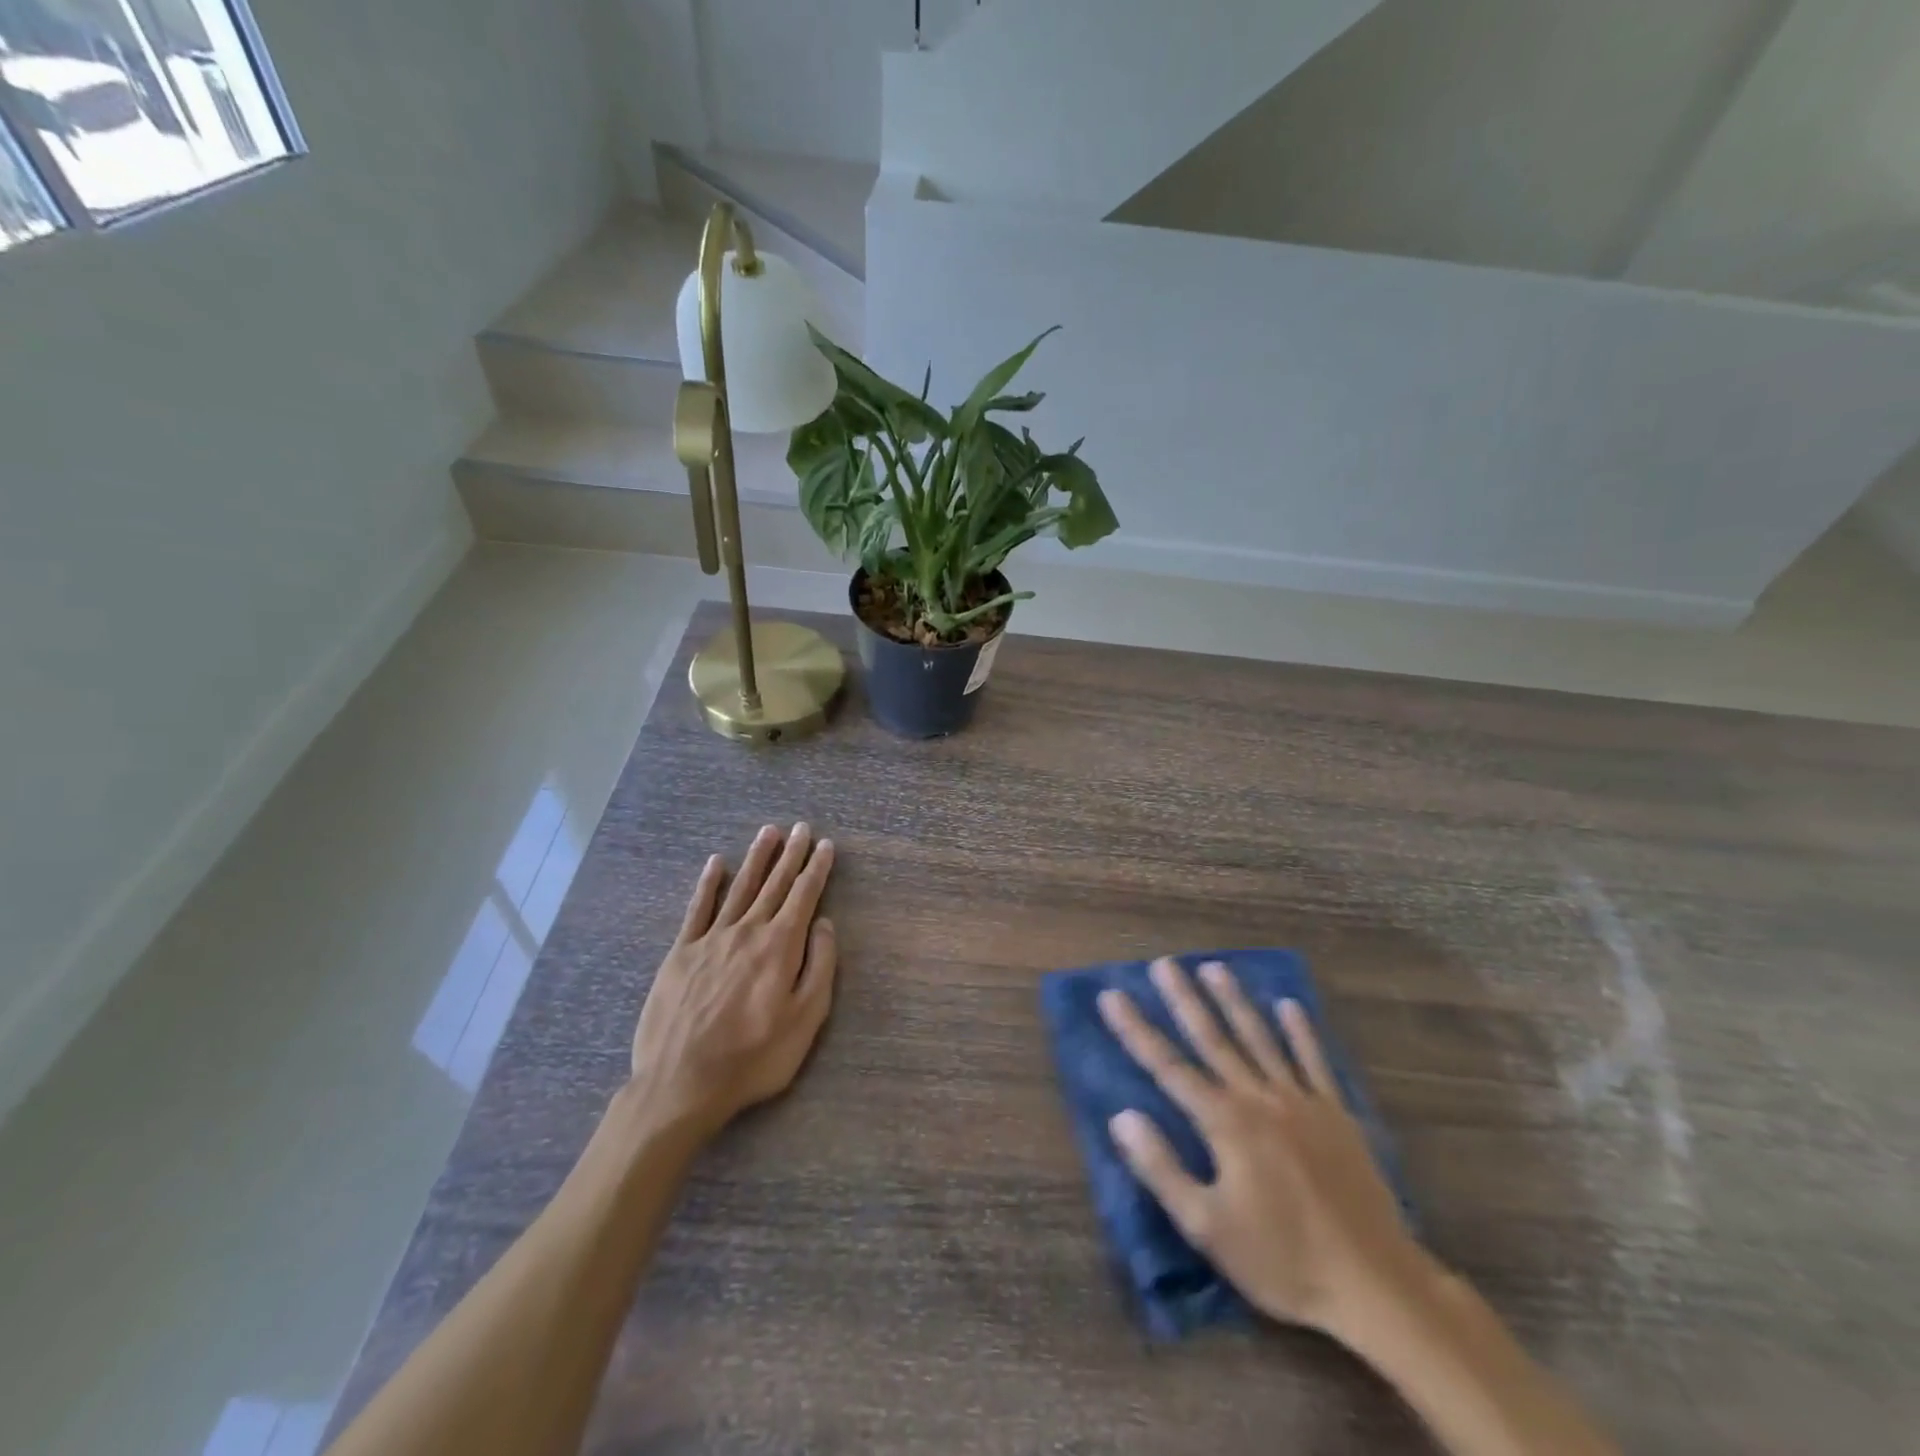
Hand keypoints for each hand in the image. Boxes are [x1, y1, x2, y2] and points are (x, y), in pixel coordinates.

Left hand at [627, 823, 836, 1139]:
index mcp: (780, 946)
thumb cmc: (754, 1056)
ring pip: (740, 888)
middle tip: (802, 828)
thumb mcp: (806, 1019)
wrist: (682, 1083)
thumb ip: (820, 967)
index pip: (804, 896)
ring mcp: (711, 939)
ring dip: (757, 858)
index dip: (817, 869)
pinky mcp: (681, 953)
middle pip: (774, 884)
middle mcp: (748, 931)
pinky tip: (716, 863)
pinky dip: (708, 884)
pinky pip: (697, 909)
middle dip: (791, 855)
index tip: (826, 845)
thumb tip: (825, 924)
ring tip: (769, 832)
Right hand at [1099, 958, 1431, 1346]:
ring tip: (1214, 967)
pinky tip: (1290, 1006)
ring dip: (1235, 1001)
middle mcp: (1259, 1098)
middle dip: (1185, 999)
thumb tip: (1121, 1116)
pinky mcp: (1337, 1115)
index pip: (1168, 1066)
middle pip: (1213, 1038)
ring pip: (1261, 1038)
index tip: (1111, 995)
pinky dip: (1302, 1032)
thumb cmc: (1282, 1261)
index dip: (1136, 1029)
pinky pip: (1315, 1062)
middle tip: (1164, 963)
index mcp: (1225, 1122)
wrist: (1376, 1286)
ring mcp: (1302, 1101)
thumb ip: (1161, 1168)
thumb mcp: (1206, 1227)